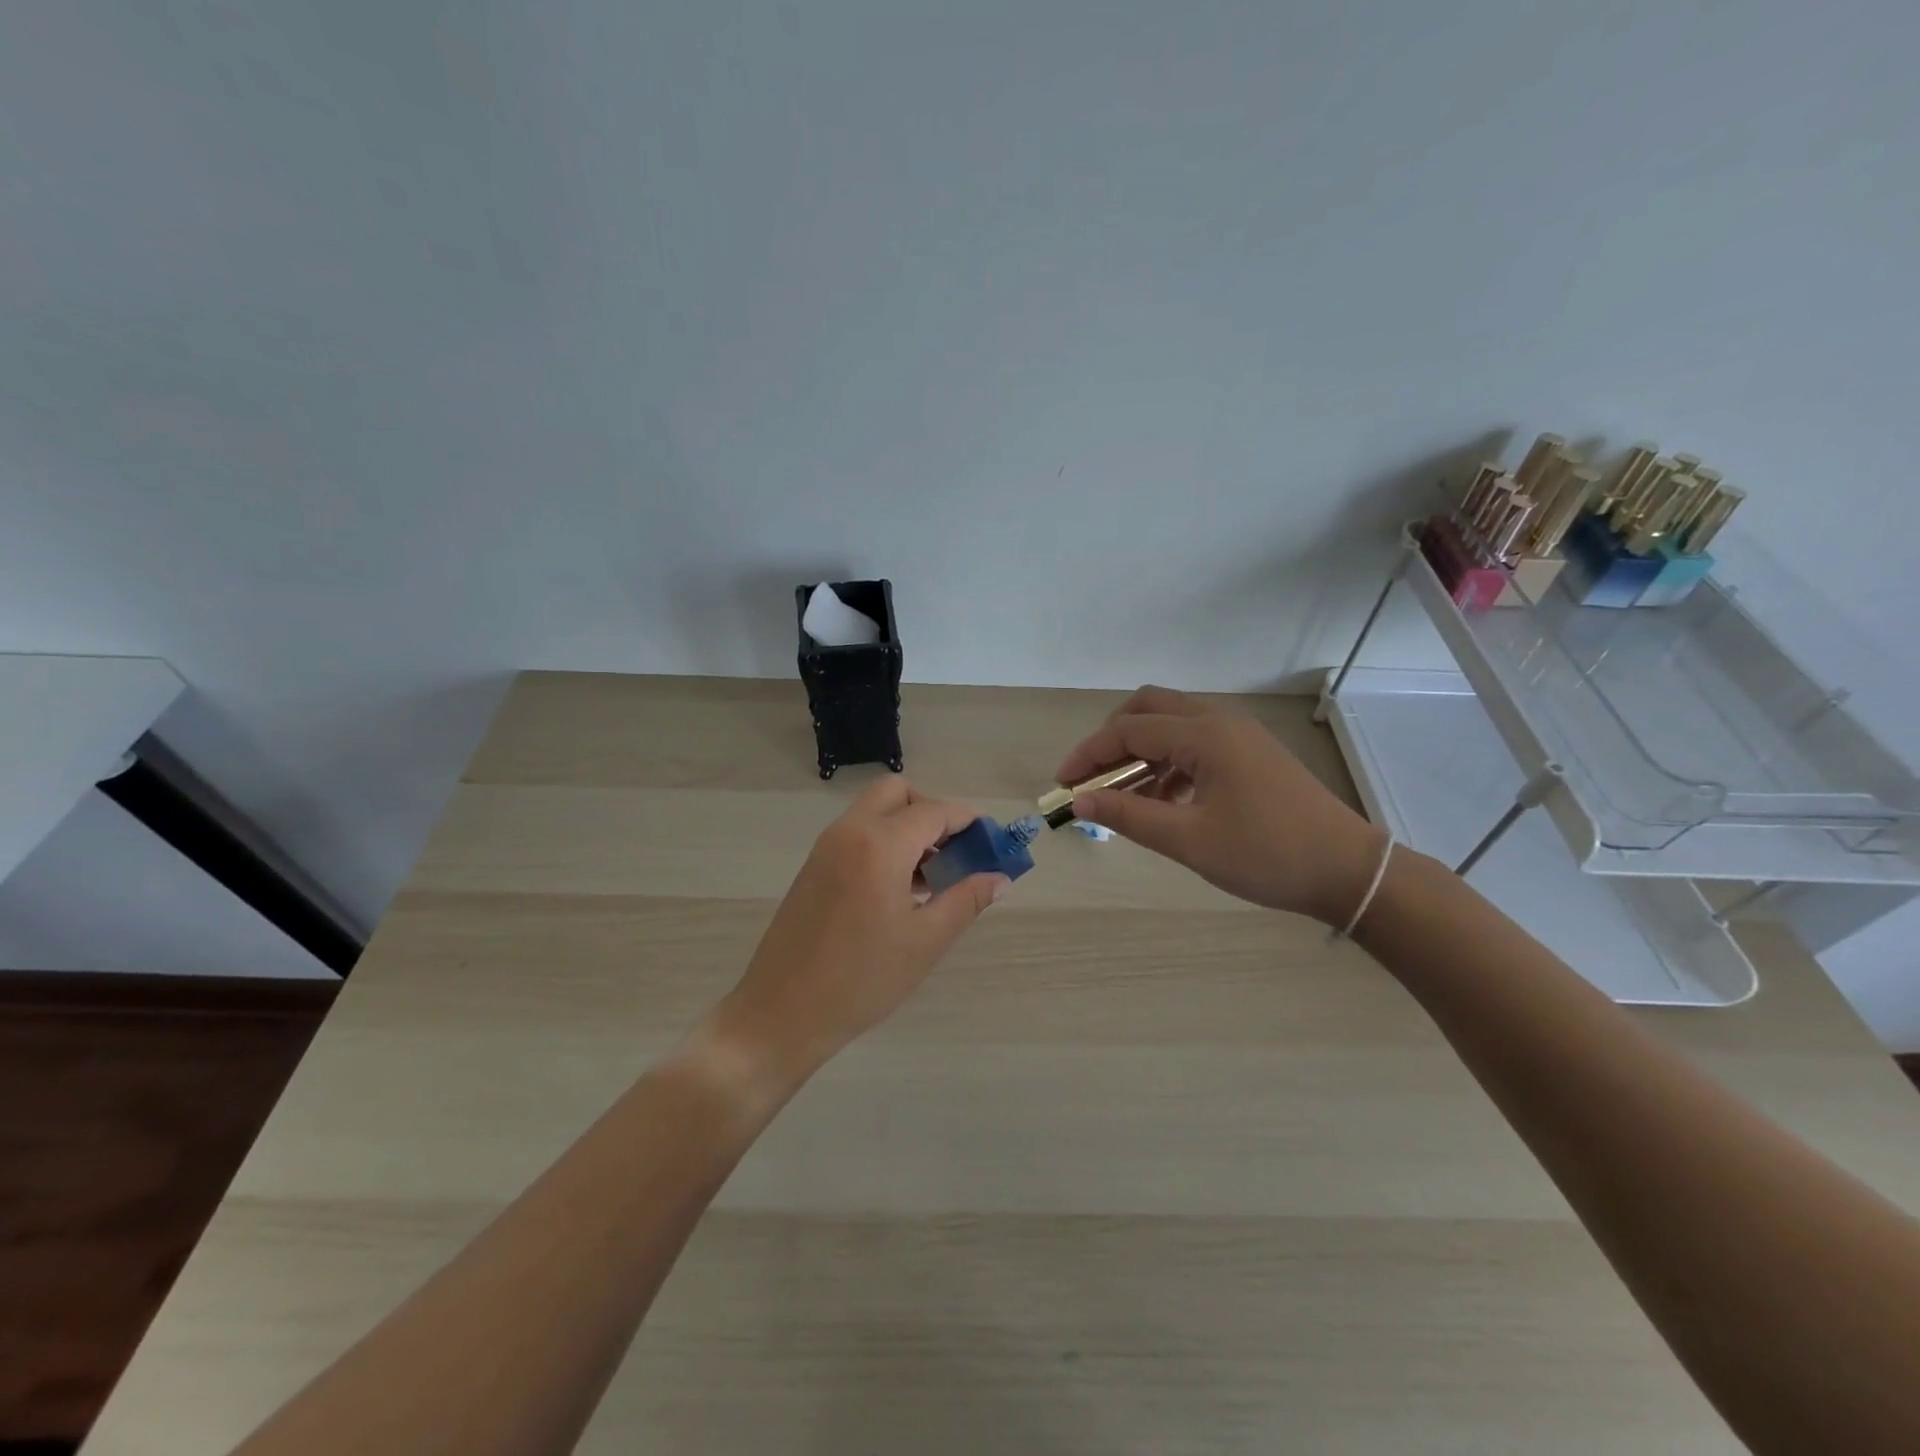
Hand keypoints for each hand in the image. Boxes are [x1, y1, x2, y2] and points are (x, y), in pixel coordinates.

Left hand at [716, 776, 1007, 1086]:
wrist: (781, 1014)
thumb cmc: (861, 980)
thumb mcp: (925, 941)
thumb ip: (966, 900)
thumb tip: (1000, 877)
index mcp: (880, 845)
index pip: (934, 811)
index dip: (968, 821)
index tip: (992, 840)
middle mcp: (850, 832)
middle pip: (898, 793)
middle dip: (932, 812)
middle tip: (955, 852)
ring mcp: (826, 847)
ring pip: (876, 812)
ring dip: (908, 827)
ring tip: (934, 876)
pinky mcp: (814, 866)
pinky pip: (857, 833)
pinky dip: (885, 841)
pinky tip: (901, 888)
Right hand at [1056, 686, 1385, 925]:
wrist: (1348, 870)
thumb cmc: (1267, 855)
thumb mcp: (1189, 840)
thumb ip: (1128, 816)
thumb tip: (1079, 802)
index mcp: (1204, 735)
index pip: (1128, 731)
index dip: (1088, 755)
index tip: (1062, 786)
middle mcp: (1219, 721)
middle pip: (1147, 707)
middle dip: (1111, 738)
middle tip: (1092, 778)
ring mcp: (1238, 734)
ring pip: (1171, 722)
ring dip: (1140, 750)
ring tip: (1123, 796)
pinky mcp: (1249, 751)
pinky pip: (1194, 740)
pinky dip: (1167, 760)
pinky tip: (1163, 800)